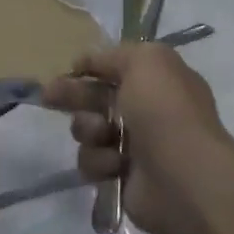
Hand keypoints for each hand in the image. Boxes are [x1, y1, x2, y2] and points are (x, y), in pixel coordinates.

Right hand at [40, 44, 233, 233]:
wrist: (185, 178)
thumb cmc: (166, 112)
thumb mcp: (146, 61)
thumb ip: (114, 55)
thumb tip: (88, 61)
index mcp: (157, 81)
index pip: (116, 68)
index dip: (91, 67)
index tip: (71, 68)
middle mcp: (147, 111)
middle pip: (96, 97)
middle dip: (72, 94)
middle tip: (49, 96)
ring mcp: (134, 146)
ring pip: (88, 130)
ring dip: (89, 129)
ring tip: (103, 135)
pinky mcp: (121, 178)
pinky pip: (92, 162)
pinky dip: (99, 161)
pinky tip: (115, 165)